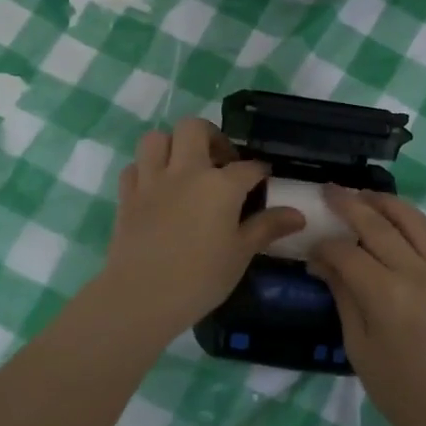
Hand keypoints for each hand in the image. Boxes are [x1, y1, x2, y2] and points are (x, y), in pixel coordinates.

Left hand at [95, 118, 305, 341]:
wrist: (141, 296)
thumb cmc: (200, 278)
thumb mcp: (241, 254)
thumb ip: (267, 227)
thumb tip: (298, 215)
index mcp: (220, 185)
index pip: (248, 167)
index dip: (259, 171)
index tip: (264, 179)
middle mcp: (186, 171)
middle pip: (195, 128)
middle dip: (211, 136)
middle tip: (220, 160)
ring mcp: (152, 180)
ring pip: (157, 138)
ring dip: (172, 145)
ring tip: (184, 166)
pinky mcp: (127, 195)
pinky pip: (135, 167)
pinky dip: (146, 170)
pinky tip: (156, 187)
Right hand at [308, 188, 425, 425]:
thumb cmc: (401, 390)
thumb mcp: (359, 347)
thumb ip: (343, 296)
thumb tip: (322, 262)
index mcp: (385, 295)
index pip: (347, 253)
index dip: (325, 246)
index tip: (312, 250)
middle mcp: (416, 272)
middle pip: (377, 224)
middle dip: (349, 204)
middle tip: (330, 190)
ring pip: (412, 219)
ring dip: (385, 202)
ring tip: (364, 194)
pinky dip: (415, 221)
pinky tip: (400, 220)